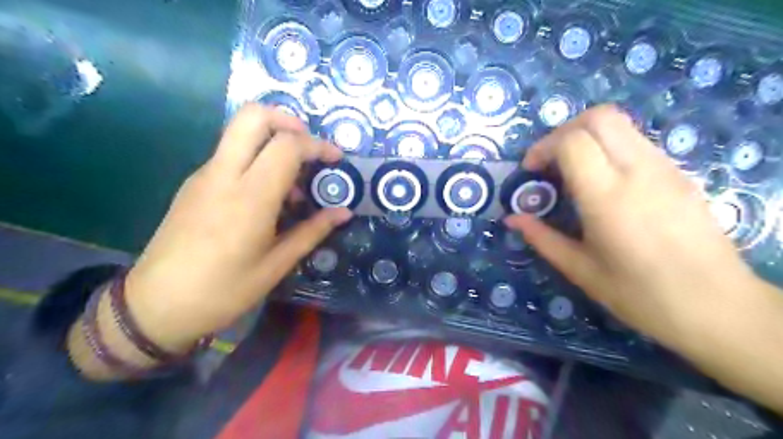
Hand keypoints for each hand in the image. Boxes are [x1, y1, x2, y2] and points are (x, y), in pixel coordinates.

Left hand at [121, 104, 352, 351]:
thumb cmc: (224, 290)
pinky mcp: (194, 183)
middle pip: (253, 116)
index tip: (336, 159)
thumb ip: (313, 231)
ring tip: (294, 182)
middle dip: (288, 120)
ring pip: (240, 132)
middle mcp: (224, 174)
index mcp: (250, 197)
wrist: (155, 306)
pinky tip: (268, 196)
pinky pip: (230, 154)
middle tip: (309, 145)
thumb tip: (344, 212)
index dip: (317, 145)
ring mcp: (204, 175)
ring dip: (273, 141)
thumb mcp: (277, 265)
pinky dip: (256, 158)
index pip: (287, 146)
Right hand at [502, 107, 765, 345]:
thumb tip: (512, 219)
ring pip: (621, 124)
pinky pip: (636, 141)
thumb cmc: (640, 294)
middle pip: (599, 117)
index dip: (543, 147)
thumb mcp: (580, 269)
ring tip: (573, 171)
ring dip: (587, 137)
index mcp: (608, 198)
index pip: (573, 141)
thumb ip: (541, 238)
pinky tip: (603, 181)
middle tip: (549, 162)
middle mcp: (639, 171)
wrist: (717, 306)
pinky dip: (609, 147)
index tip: (531, 171)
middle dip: (564, 131)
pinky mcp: (678, 173)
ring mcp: (665, 168)